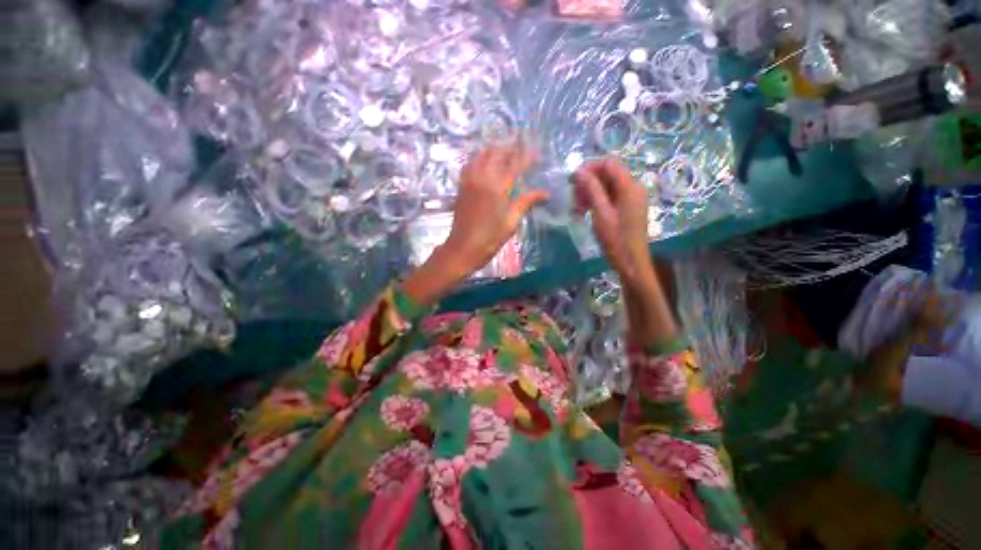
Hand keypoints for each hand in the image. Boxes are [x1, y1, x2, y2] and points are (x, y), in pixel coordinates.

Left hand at [441, 142, 547, 275]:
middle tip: (522, 147)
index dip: (527, 156)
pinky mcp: (462, 186)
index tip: (538, 151)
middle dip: (511, 147)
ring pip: (481, 155)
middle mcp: (481, 178)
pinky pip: (470, 163)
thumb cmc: (490, 238)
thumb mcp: (511, 222)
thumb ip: (526, 203)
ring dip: (495, 150)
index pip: (515, 164)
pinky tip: (486, 161)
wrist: (462, 248)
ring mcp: (469, 180)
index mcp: (496, 187)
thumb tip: (546, 194)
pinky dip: (480, 158)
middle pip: (497, 153)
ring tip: (506, 151)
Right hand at [572, 158, 651, 283]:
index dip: (590, 167)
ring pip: (608, 185)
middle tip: (573, 196)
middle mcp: (634, 187)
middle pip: (609, 173)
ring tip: (577, 206)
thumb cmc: (615, 239)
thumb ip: (592, 189)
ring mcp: (632, 197)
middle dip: (589, 181)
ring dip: (591, 191)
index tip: (573, 180)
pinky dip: (597, 199)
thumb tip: (579, 171)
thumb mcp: (601, 213)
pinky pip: (611, 196)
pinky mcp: (628, 207)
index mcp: (630, 186)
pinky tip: (585, 210)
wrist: (631, 261)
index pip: (609, 163)